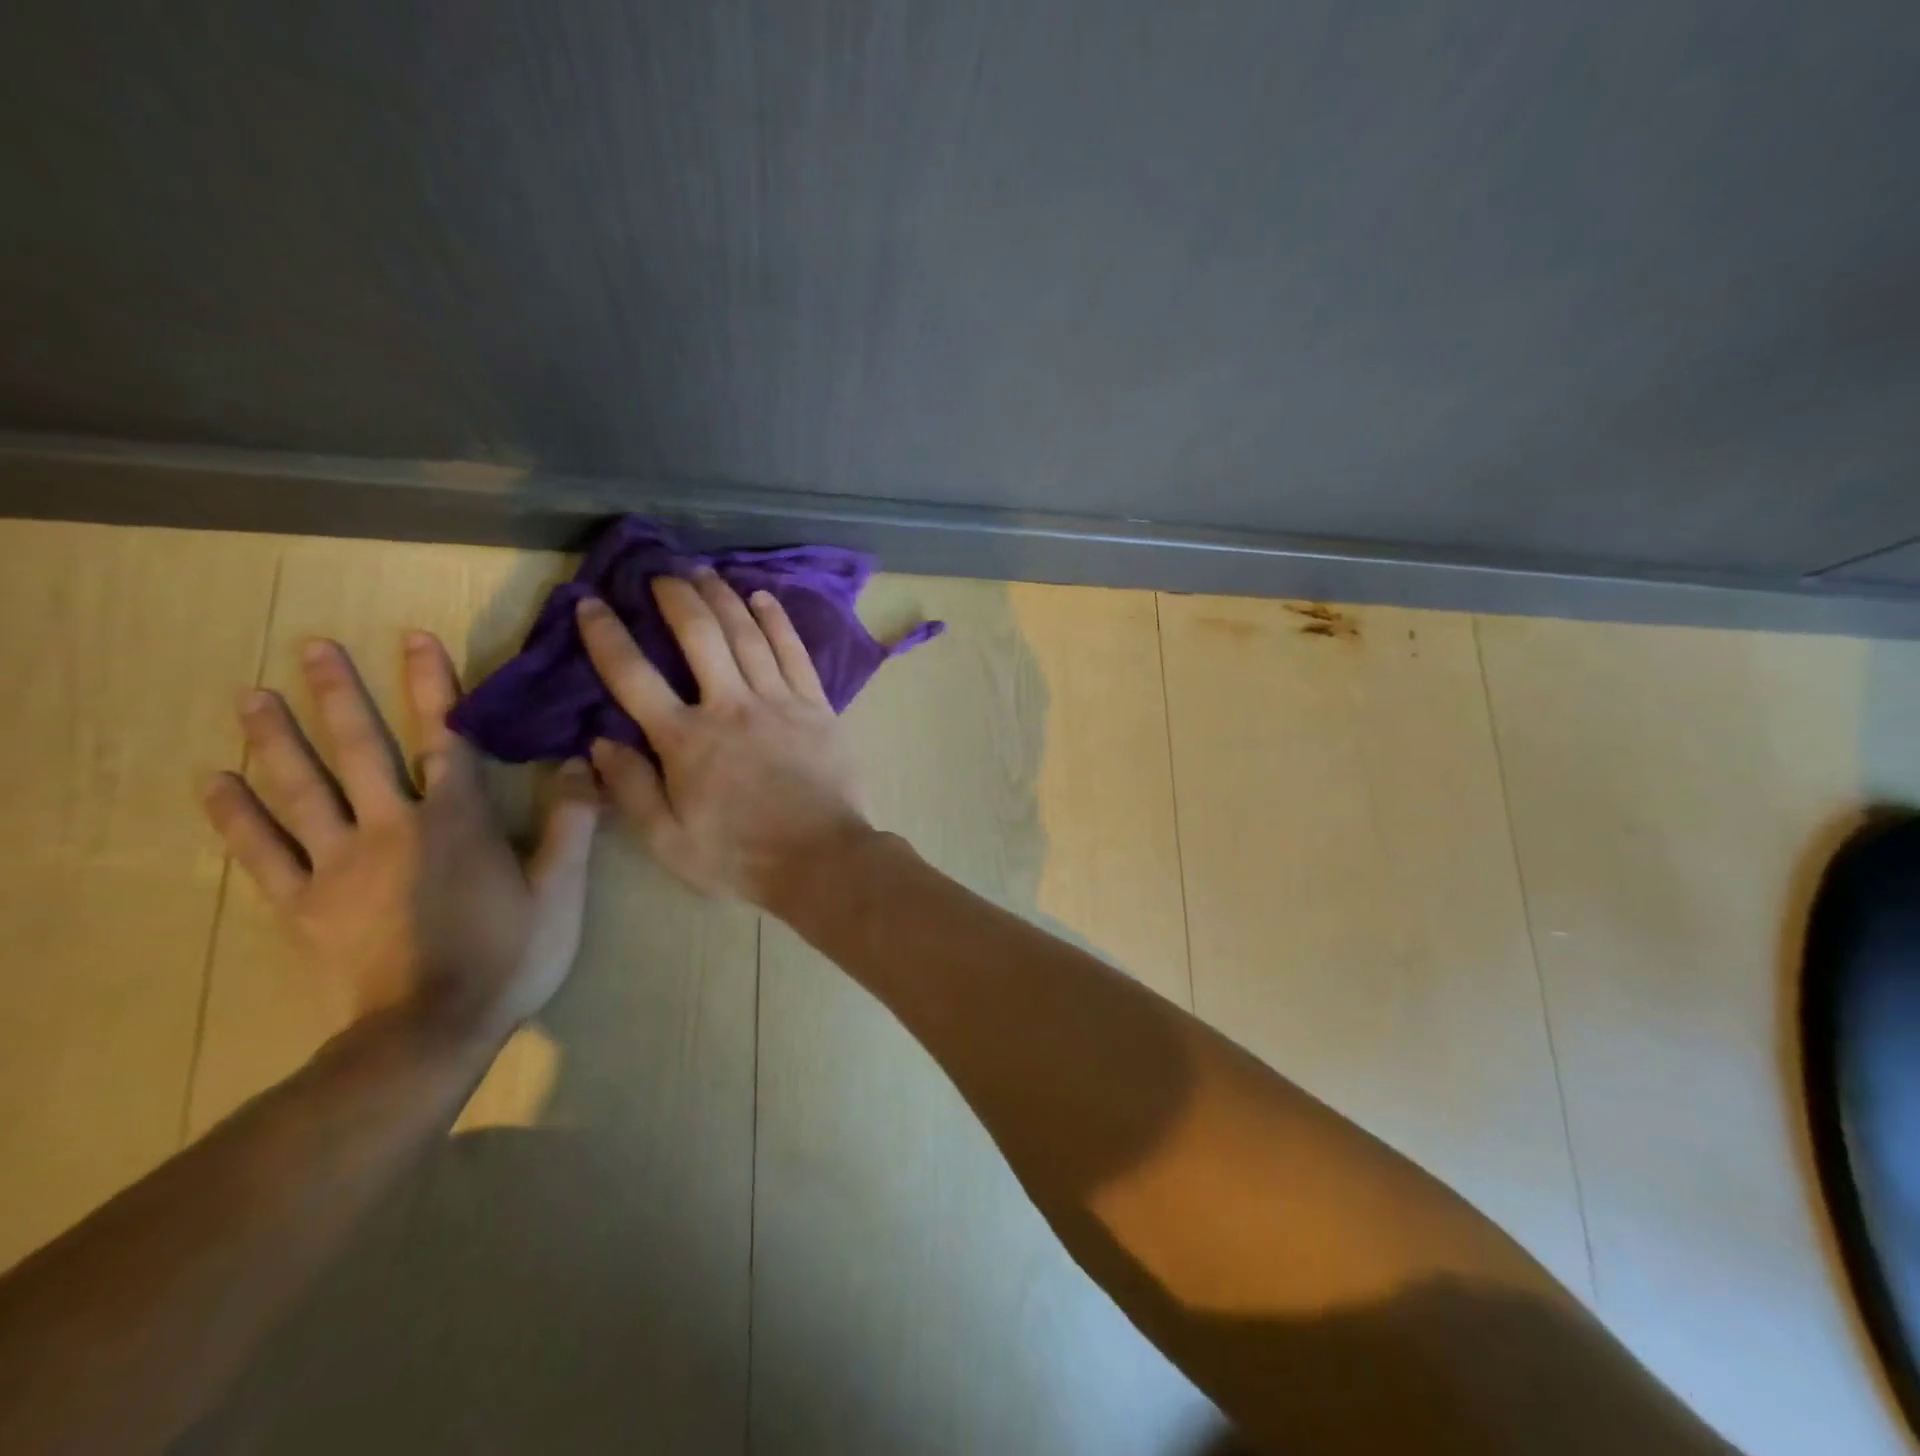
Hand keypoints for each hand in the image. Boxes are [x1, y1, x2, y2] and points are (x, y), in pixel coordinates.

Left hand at [202, 634, 599, 1038]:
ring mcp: (338, 865)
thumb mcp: (561, 891)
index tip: (414, 637)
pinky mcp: (304, 904)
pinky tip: (215, 783)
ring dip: (277, 739)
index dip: (432, 686)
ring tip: (252, 696)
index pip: (447, 738)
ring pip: (302, 790)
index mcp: (457, 821)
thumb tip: (577, 760)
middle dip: (339, 694)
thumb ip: (571, 822)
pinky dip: (236, 816)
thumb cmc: (508, 956)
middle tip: (311, 647)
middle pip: (361, 750)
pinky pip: (262, 852)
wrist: (432, 1032)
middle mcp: (391, 828)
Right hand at [576, 570, 871, 907]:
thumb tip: (599, 741)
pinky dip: (777, 620)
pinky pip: (794, 651)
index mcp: (686, 741)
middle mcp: (730, 706)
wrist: (822, 859)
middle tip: (661, 572)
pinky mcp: (817, 705)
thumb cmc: (740, 856)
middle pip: (699, 634)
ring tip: (704, 572)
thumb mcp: (668, 840)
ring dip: (723, 597)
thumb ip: (630, 788)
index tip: (591, 603)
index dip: (607, 635)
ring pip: (747, 633)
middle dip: (676, 596)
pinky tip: (763, 597)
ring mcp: (779, 701)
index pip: (633, 675)